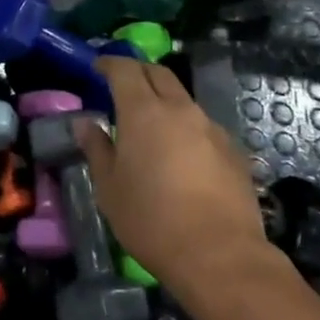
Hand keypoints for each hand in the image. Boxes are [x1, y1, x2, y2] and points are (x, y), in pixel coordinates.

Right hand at [78, 58, 286, 299]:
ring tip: (151, 124)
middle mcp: (180, 109)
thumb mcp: (109, 188)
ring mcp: (211, 128)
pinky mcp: (233, 151)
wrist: (220, 256)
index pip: (125, 69)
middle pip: (159, 74)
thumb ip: (97, 149)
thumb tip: (85, 123)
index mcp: (143, 112)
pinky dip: (186, 127)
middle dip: (139, 72)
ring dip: (165, 101)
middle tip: (122, 85)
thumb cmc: (152, 220)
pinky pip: (203, 126)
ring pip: (183, 99)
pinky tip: (181, 154)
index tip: (98, 67)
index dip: (110, 63)